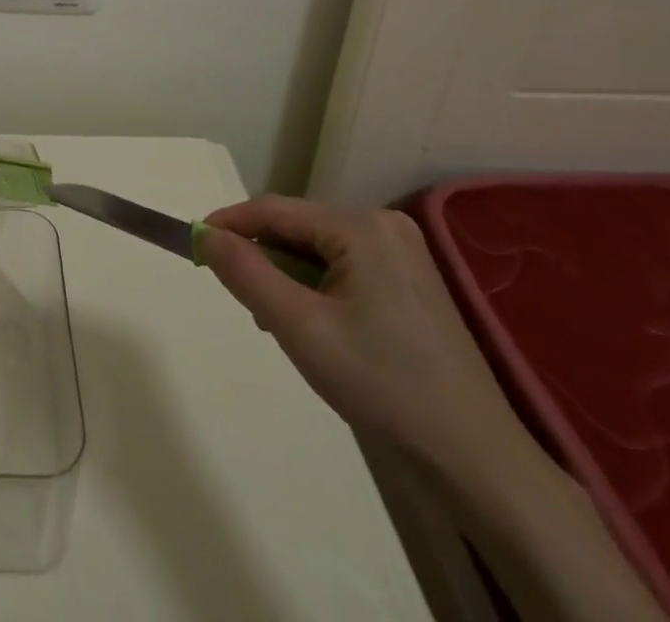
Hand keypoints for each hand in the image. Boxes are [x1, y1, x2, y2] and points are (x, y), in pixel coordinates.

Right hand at [200, 196, 523, 470]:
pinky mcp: (412, 281)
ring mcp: (403, 253)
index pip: (275, 210)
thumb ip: (247, 274)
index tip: (194, 244)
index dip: (230, 224)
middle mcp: (384, 225)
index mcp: (362, 226)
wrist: (475, 460)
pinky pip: (344, 267)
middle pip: (298, 229)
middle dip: (263, 259)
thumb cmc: (382, 385)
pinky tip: (317, 327)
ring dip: (289, 278)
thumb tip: (206, 235)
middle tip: (243, 302)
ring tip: (279, 324)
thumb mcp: (300, 328)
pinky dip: (318, 288)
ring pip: (319, 250)